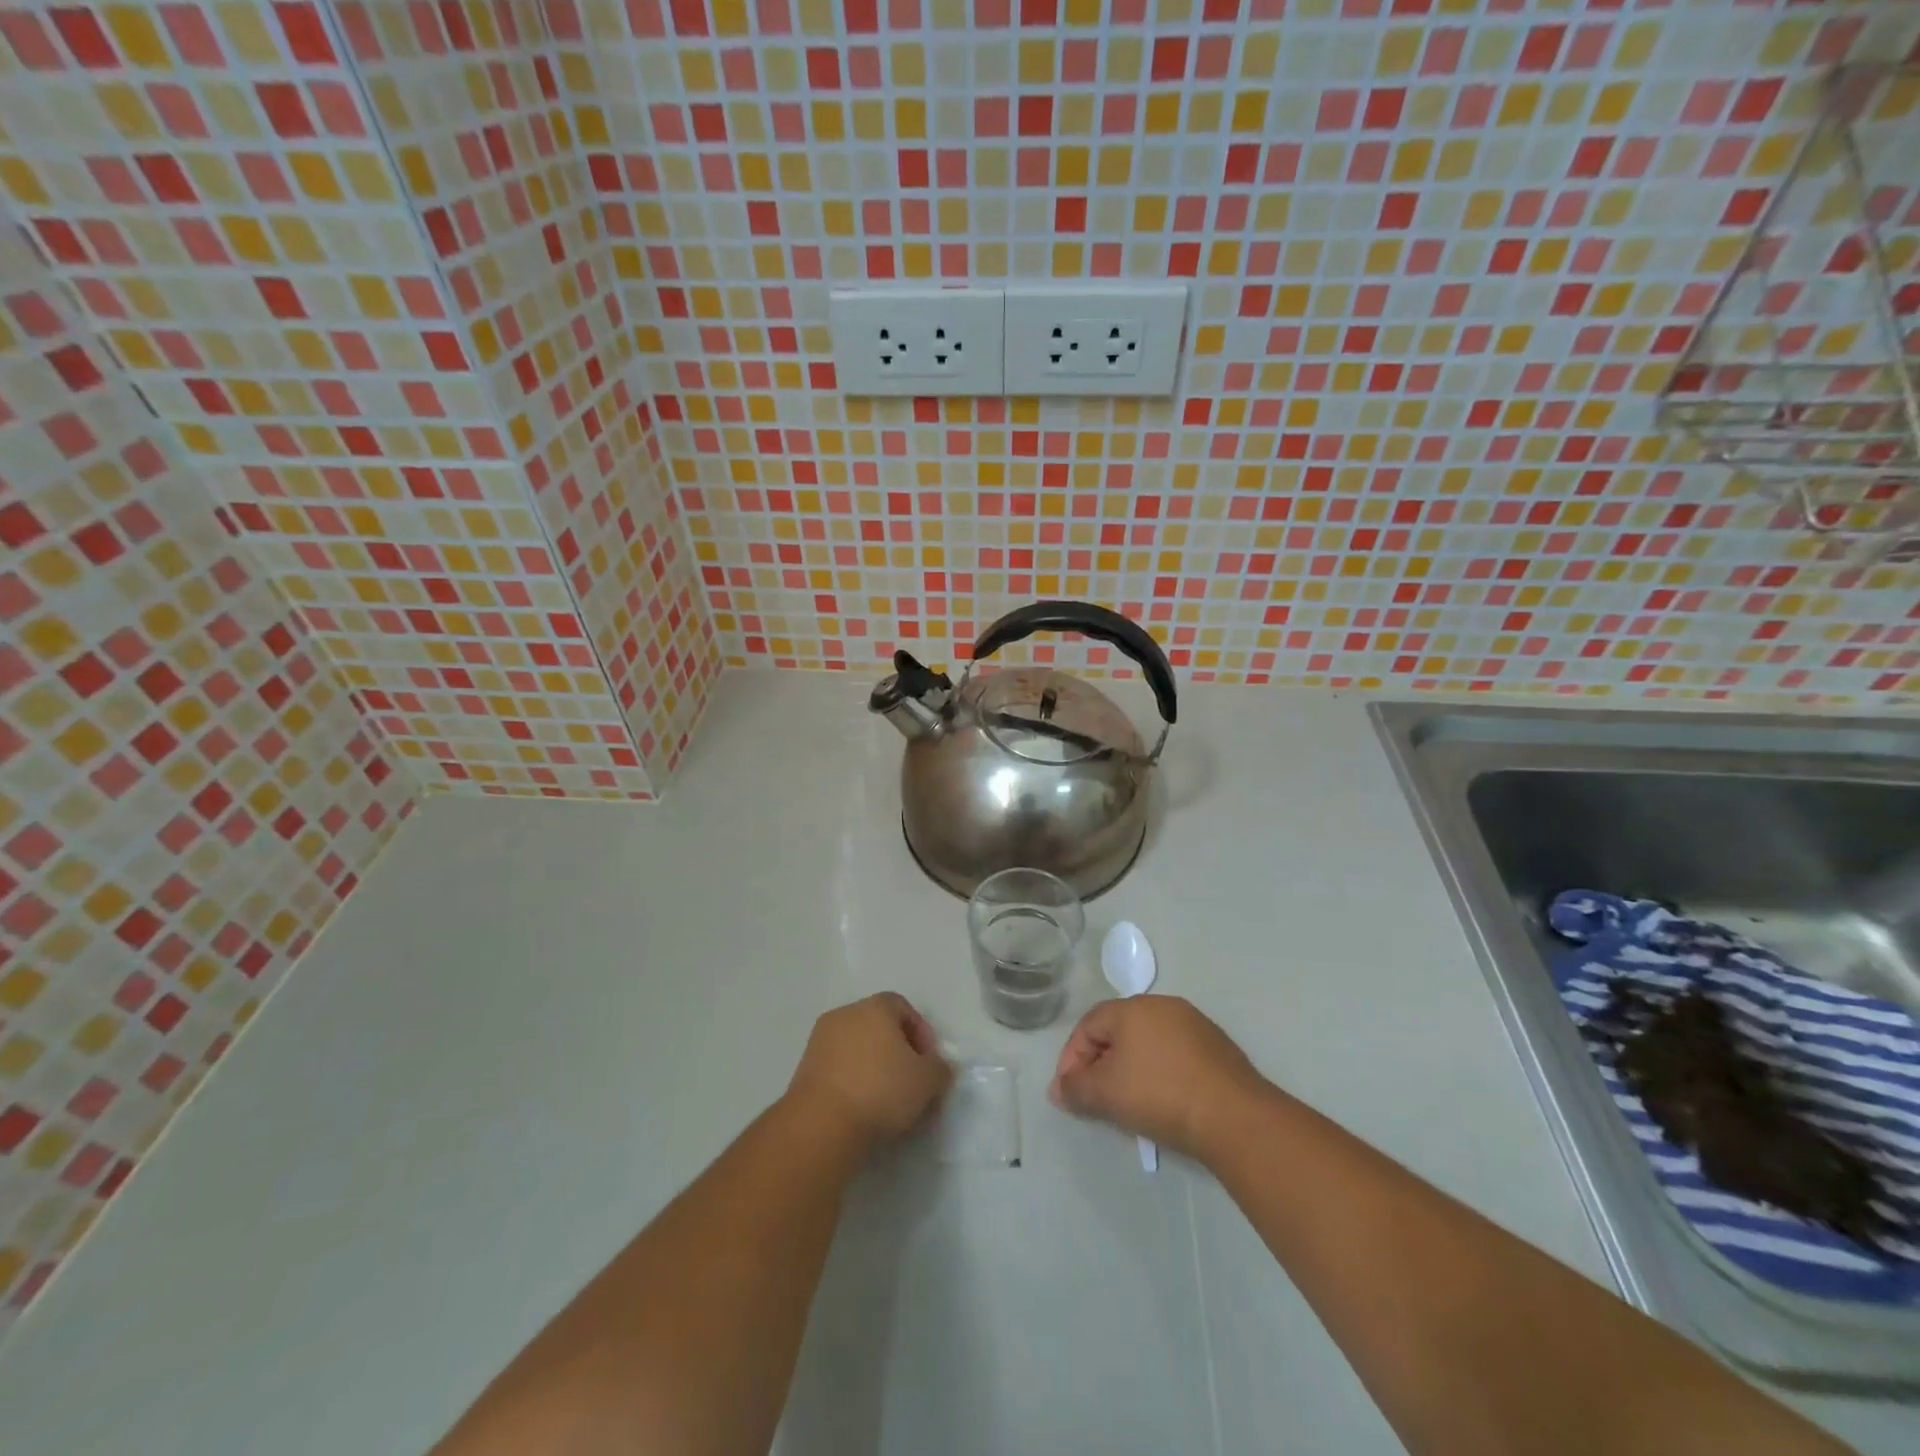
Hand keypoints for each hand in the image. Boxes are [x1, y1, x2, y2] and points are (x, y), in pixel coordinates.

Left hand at [785, 993, 952, 1149]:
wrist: (821, 1124)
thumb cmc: (881, 1090)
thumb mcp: (928, 1081)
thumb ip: (940, 1068)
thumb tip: (938, 1067)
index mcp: (875, 1007)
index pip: (903, 1007)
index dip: (921, 1033)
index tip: (929, 1064)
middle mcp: (845, 1014)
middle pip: (879, 1027)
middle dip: (898, 1052)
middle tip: (911, 1084)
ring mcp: (820, 1041)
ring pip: (857, 1049)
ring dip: (874, 1069)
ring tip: (887, 1104)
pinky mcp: (803, 1070)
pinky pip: (838, 1069)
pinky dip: (852, 1082)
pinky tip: (862, 1110)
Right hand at [1050, 995, 1268, 1160]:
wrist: (1234, 1116)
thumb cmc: (1160, 1095)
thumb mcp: (1106, 1094)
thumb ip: (1075, 1088)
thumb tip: (1058, 1089)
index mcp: (1132, 1008)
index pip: (1088, 1026)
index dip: (1071, 1058)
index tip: (1067, 1092)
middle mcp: (1162, 1006)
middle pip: (1117, 1031)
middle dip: (1099, 1063)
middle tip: (1093, 1096)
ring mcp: (1193, 1024)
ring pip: (1147, 1042)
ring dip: (1129, 1067)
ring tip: (1126, 1101)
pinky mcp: (1216, 1047)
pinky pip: (1174, 1054)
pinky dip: (1159, 1072)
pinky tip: (1162, 1100)